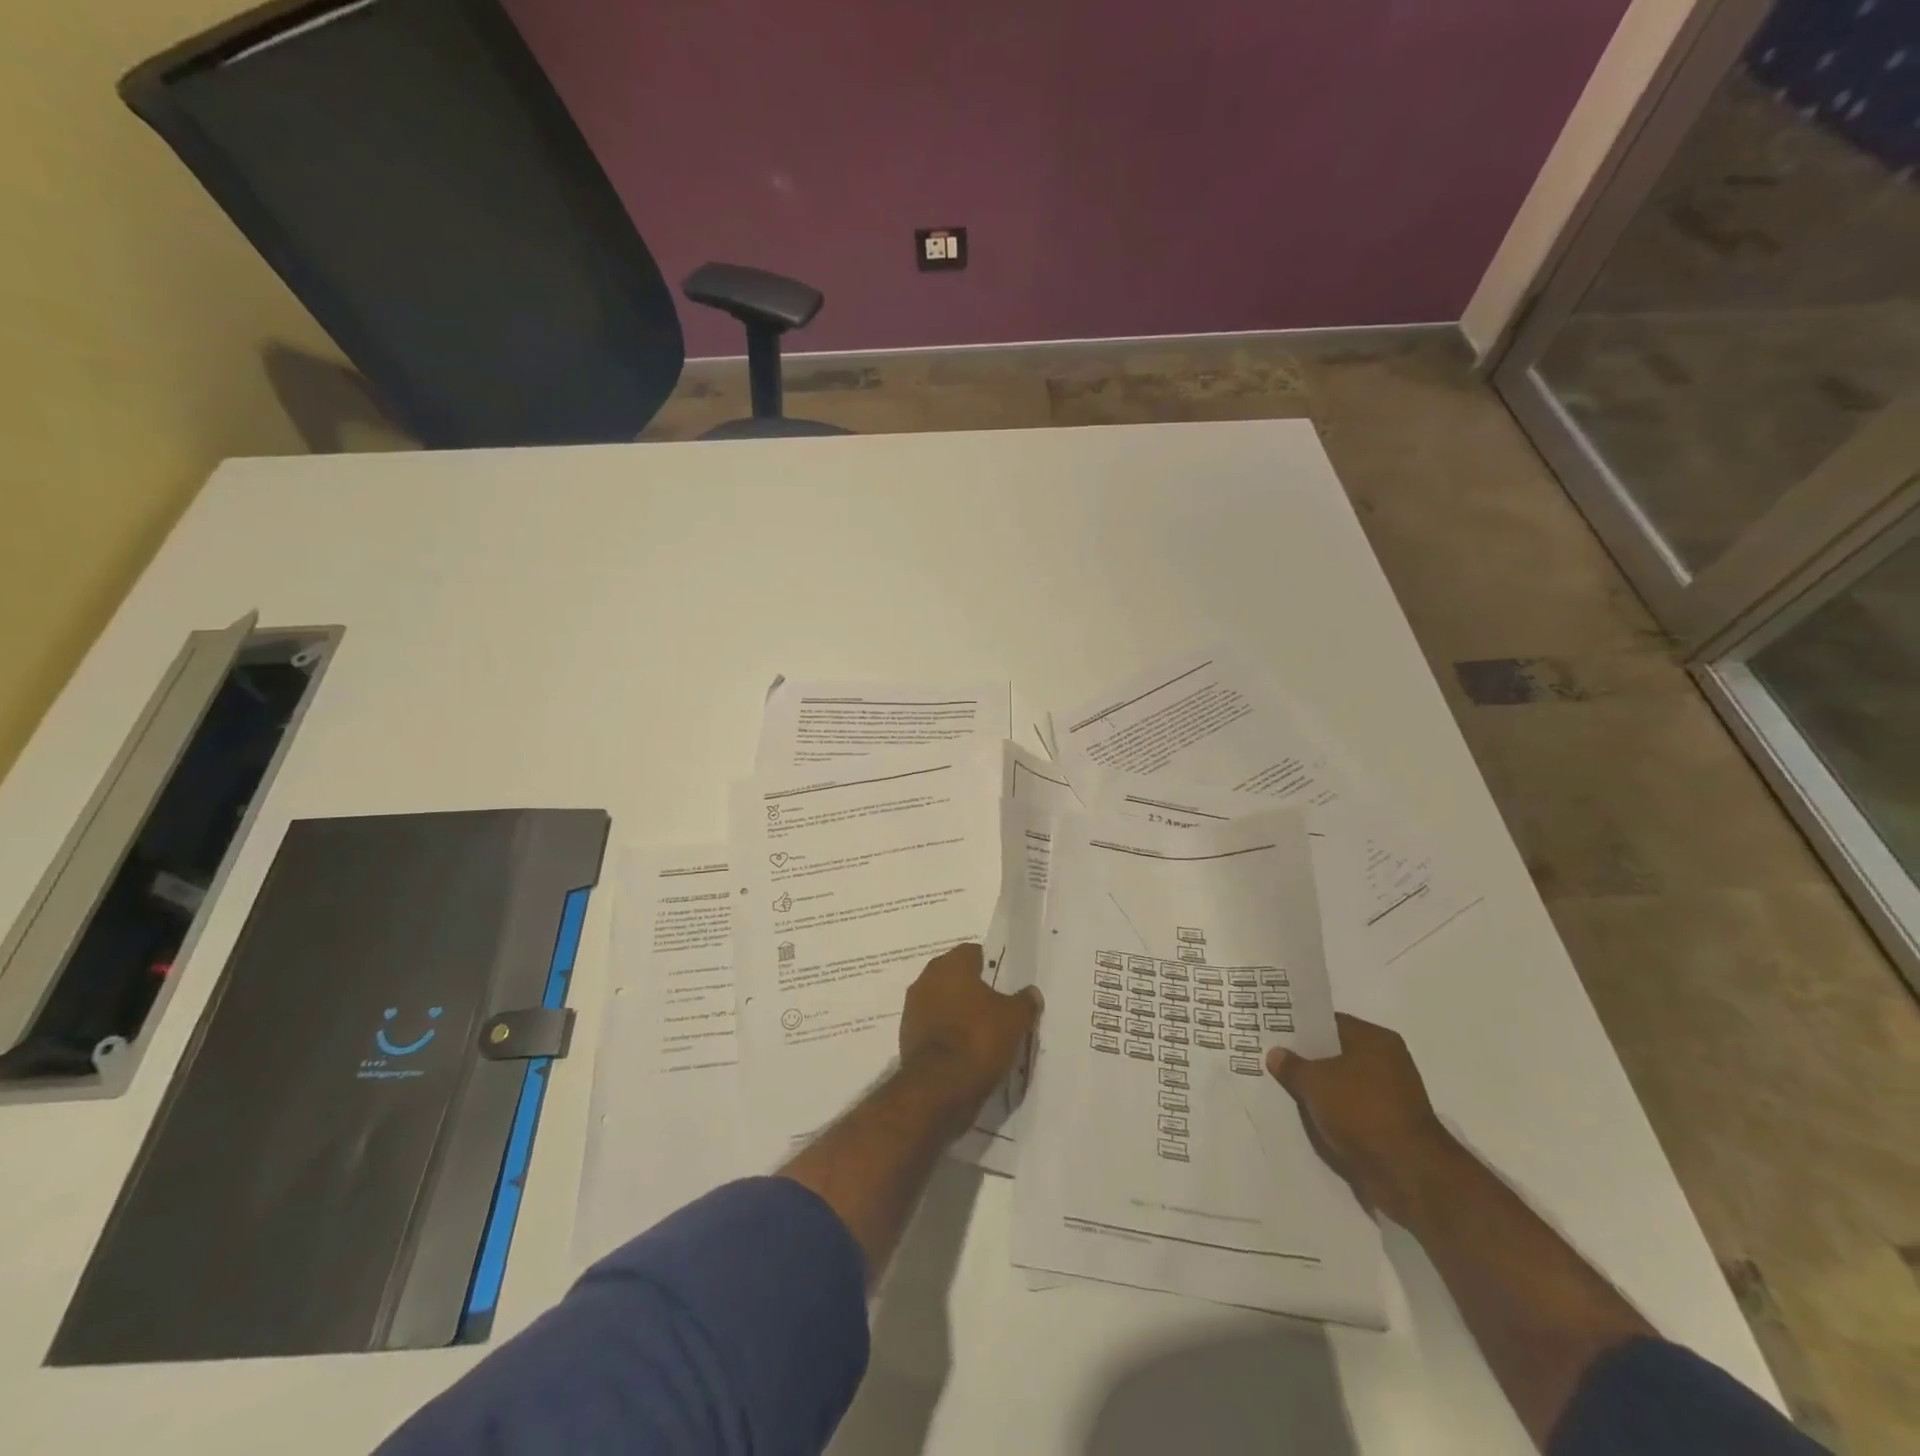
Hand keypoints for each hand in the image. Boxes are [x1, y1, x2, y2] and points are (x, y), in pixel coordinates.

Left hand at [898, 942, 1042, 1124]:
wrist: (939, 1088)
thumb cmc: (978, 1039)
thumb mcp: (1015, 1019)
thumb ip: (1025, 1001)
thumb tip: (1031, 993)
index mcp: (951, 964)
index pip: (973, 953)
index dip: (990, 966)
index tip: (1005, 983)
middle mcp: (926, 979)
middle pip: (955, 977)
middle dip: (973, 989)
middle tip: (996, 1007)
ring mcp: (913, 1008)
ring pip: (942, 1002)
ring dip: (958, 1012)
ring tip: (982, 1032)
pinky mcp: (907, 1036)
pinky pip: (933, 1027)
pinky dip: (946, 1034)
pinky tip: (964, 1050)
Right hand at [1266, 1013, 1453, 1221]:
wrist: (1408, 1173)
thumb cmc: (1361, 1111)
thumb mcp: (1314, 1082)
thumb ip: (1292, 1066)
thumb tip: (1276, 1053)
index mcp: (1375, 1040)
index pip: (1330, 1023)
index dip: (1301, 1027)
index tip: (1274, 1031)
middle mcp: (1388, 1062)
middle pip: (1337, 1054)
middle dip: (1308, 1060)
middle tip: (1273, 1059)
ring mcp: (1392, 1096)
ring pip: (1343, 1085)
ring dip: (1320, 1090)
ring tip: (1285, 1088)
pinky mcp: (1390, 1126)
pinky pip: (1352, 1110)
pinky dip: (1333, 1113)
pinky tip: (1308, 1116)